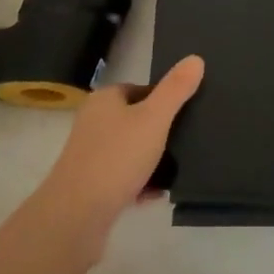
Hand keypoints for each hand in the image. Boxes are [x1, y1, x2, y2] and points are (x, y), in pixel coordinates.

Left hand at [31, 55, 203, 256]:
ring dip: (151, 161)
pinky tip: (157, 194)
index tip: (185, 115)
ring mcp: (89, 155)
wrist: (77, 215)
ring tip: (176, 170)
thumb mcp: (154, 118)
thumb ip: (176, 90)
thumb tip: (195, 58)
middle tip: (184, 143)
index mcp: (104, 100)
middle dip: (159, 132)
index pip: (140, 89)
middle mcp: (93, 122)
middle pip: (135, 120)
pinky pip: (123, 178)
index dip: (163, 100)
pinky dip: (140, 183)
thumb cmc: (117, 157)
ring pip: (129, 151)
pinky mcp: (90, 185)